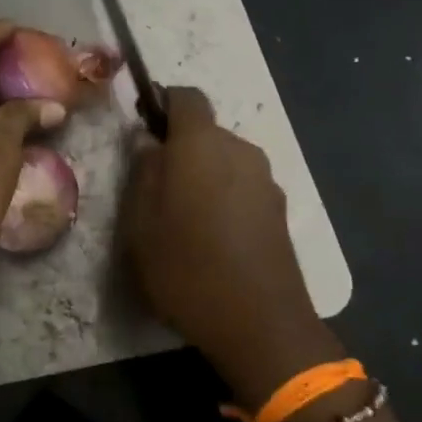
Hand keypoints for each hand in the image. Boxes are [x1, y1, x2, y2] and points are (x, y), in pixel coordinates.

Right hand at [121, 87, 341, 406]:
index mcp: (202, 145)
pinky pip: (242, 185)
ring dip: (202, 174)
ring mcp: (266, 180)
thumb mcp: (141, 223)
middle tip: (153, 186)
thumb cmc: (187, 267)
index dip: (162, 103)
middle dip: (179, 148)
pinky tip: (212, 236)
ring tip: (181, 217)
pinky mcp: (280, 210)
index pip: (186, 97)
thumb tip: (146, 141)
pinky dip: (224, 196)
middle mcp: (240, 150)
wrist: (261, 325)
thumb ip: (142, 172)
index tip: (142, 128)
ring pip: (224, 160)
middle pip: (205, 131)